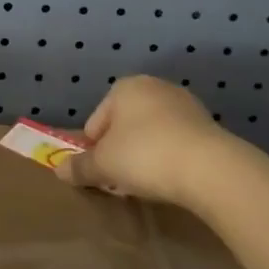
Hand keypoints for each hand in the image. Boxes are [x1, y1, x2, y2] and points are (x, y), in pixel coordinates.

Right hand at [58, 74, 229, 205]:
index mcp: (124, 87)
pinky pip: (177, 141)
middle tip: (123, 179)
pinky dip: (171, 156)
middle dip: (121, 149)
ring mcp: (184, 103)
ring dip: (147, 152)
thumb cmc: (145, 156)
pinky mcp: (208, 124)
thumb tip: (59, 171)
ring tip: (150, 182)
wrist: (209, 168)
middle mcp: (154, 86)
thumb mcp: (104, 165)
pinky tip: (174, 178)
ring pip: (153, 131)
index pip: (96, 122)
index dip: (94, 150)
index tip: (101, 174)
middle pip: (125, 123)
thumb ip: (80, 167)